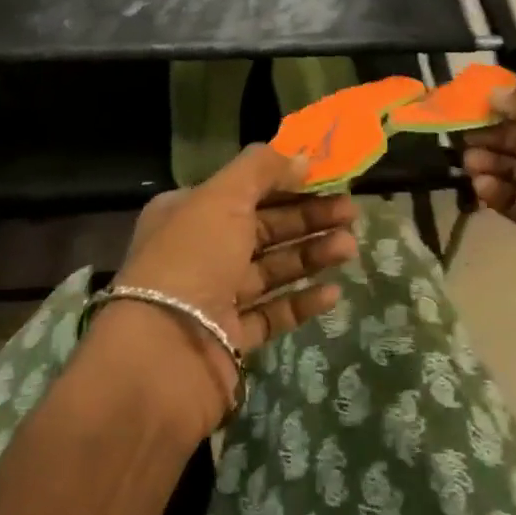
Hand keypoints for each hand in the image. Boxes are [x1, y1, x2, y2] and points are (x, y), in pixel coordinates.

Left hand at [92, 144, 358, 435]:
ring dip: (311, 255)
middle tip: (352, 213)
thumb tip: (301, 157)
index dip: (287, 182)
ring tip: (350, 248)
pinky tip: (333, 293)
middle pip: (263, 229)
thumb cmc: (191, 261)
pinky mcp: (231, 339)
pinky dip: (301, 301)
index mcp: (188, 213)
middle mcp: (200, 252)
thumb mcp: (222, 198)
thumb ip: (262, 170)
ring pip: (272, 269)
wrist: (163, 357)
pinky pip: (273, 313)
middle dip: (308, 218)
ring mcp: (215, 298)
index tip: (328, 179)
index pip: (245, 190)